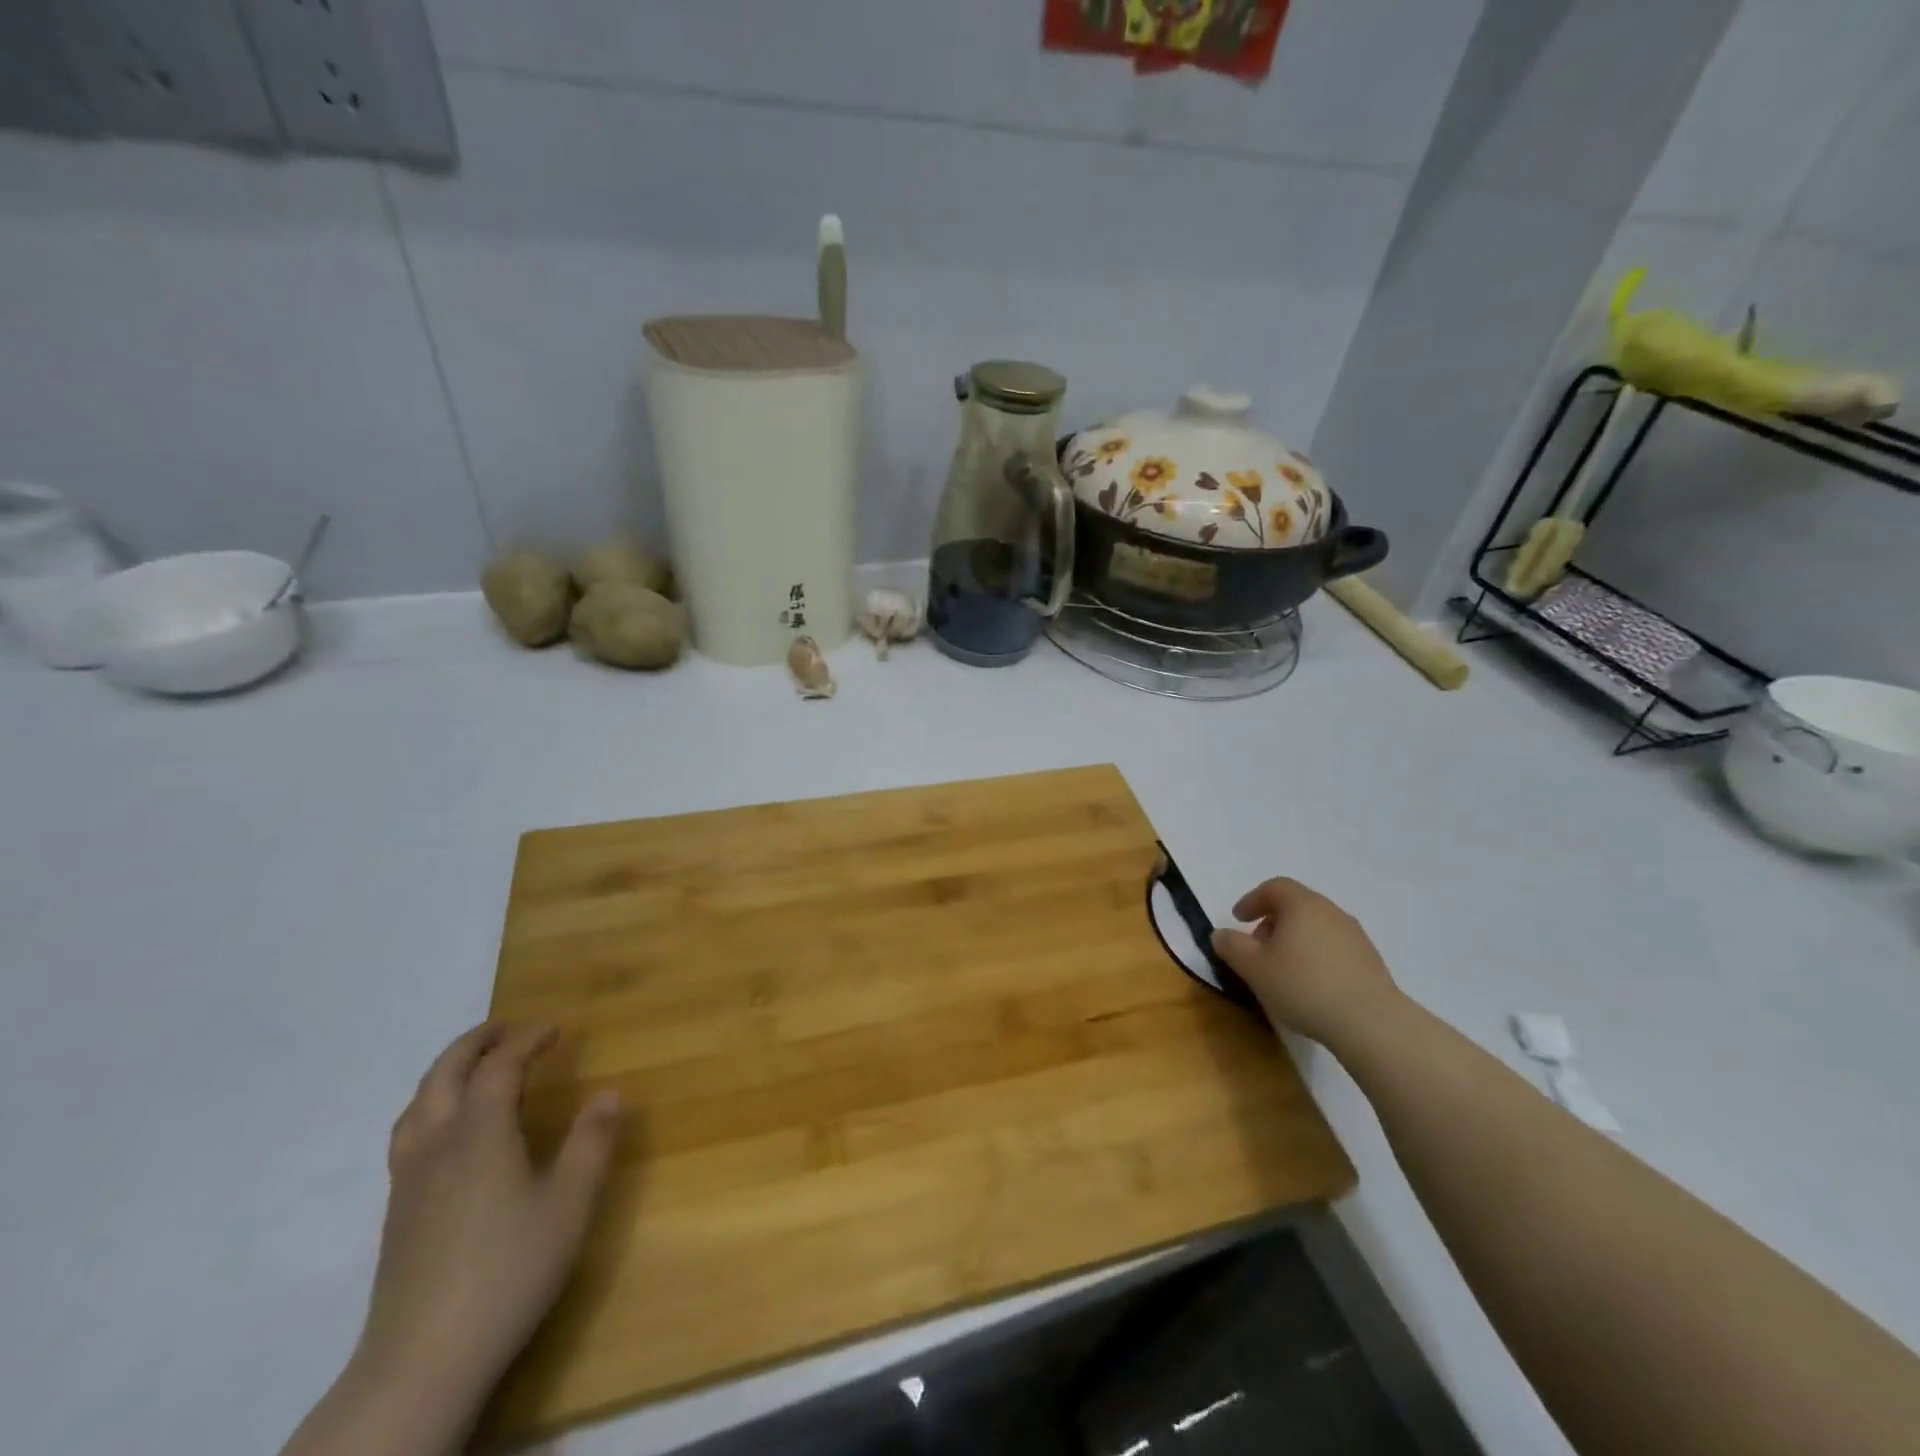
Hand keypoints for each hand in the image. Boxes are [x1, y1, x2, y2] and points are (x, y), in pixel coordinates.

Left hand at [355, 1023, 621, 1415]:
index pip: (500, 1067)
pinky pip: (409, 1134)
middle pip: (444, 1074)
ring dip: (447, 1072)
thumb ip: (591, 1144)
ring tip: (475, 1068)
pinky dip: (431, 1106)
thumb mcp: (569, 1205)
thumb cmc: (508, 1272)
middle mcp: (437, 1145)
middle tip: (508, 1029)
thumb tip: (610, 1093)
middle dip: (476, 1043)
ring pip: (417, 1104)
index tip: (556, 1029)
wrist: (422, 1361)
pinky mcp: (396, 1212)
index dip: (527, 1040)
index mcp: (479, 1134)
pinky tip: (450, 1133)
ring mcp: (408, 1180)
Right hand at [1211, 878, 1401, 1047]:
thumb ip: (1232, 947)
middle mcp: (1331, 912)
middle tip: (1258, 947)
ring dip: (1295, 940)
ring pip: (1316, 927)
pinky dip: (1316, 956)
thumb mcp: (1254, 968)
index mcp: (1302, 905)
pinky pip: (1334, 948)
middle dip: (1272, 922)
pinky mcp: (1371, 961)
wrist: (1371, 1023)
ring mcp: (1355, 936)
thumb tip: (1221, 934)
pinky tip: (1311, 986)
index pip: (1274, 887)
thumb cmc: (1303, 986)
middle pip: (1296, 906)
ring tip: (1283, 970)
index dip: (1252, 900)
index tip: (1238, 919)